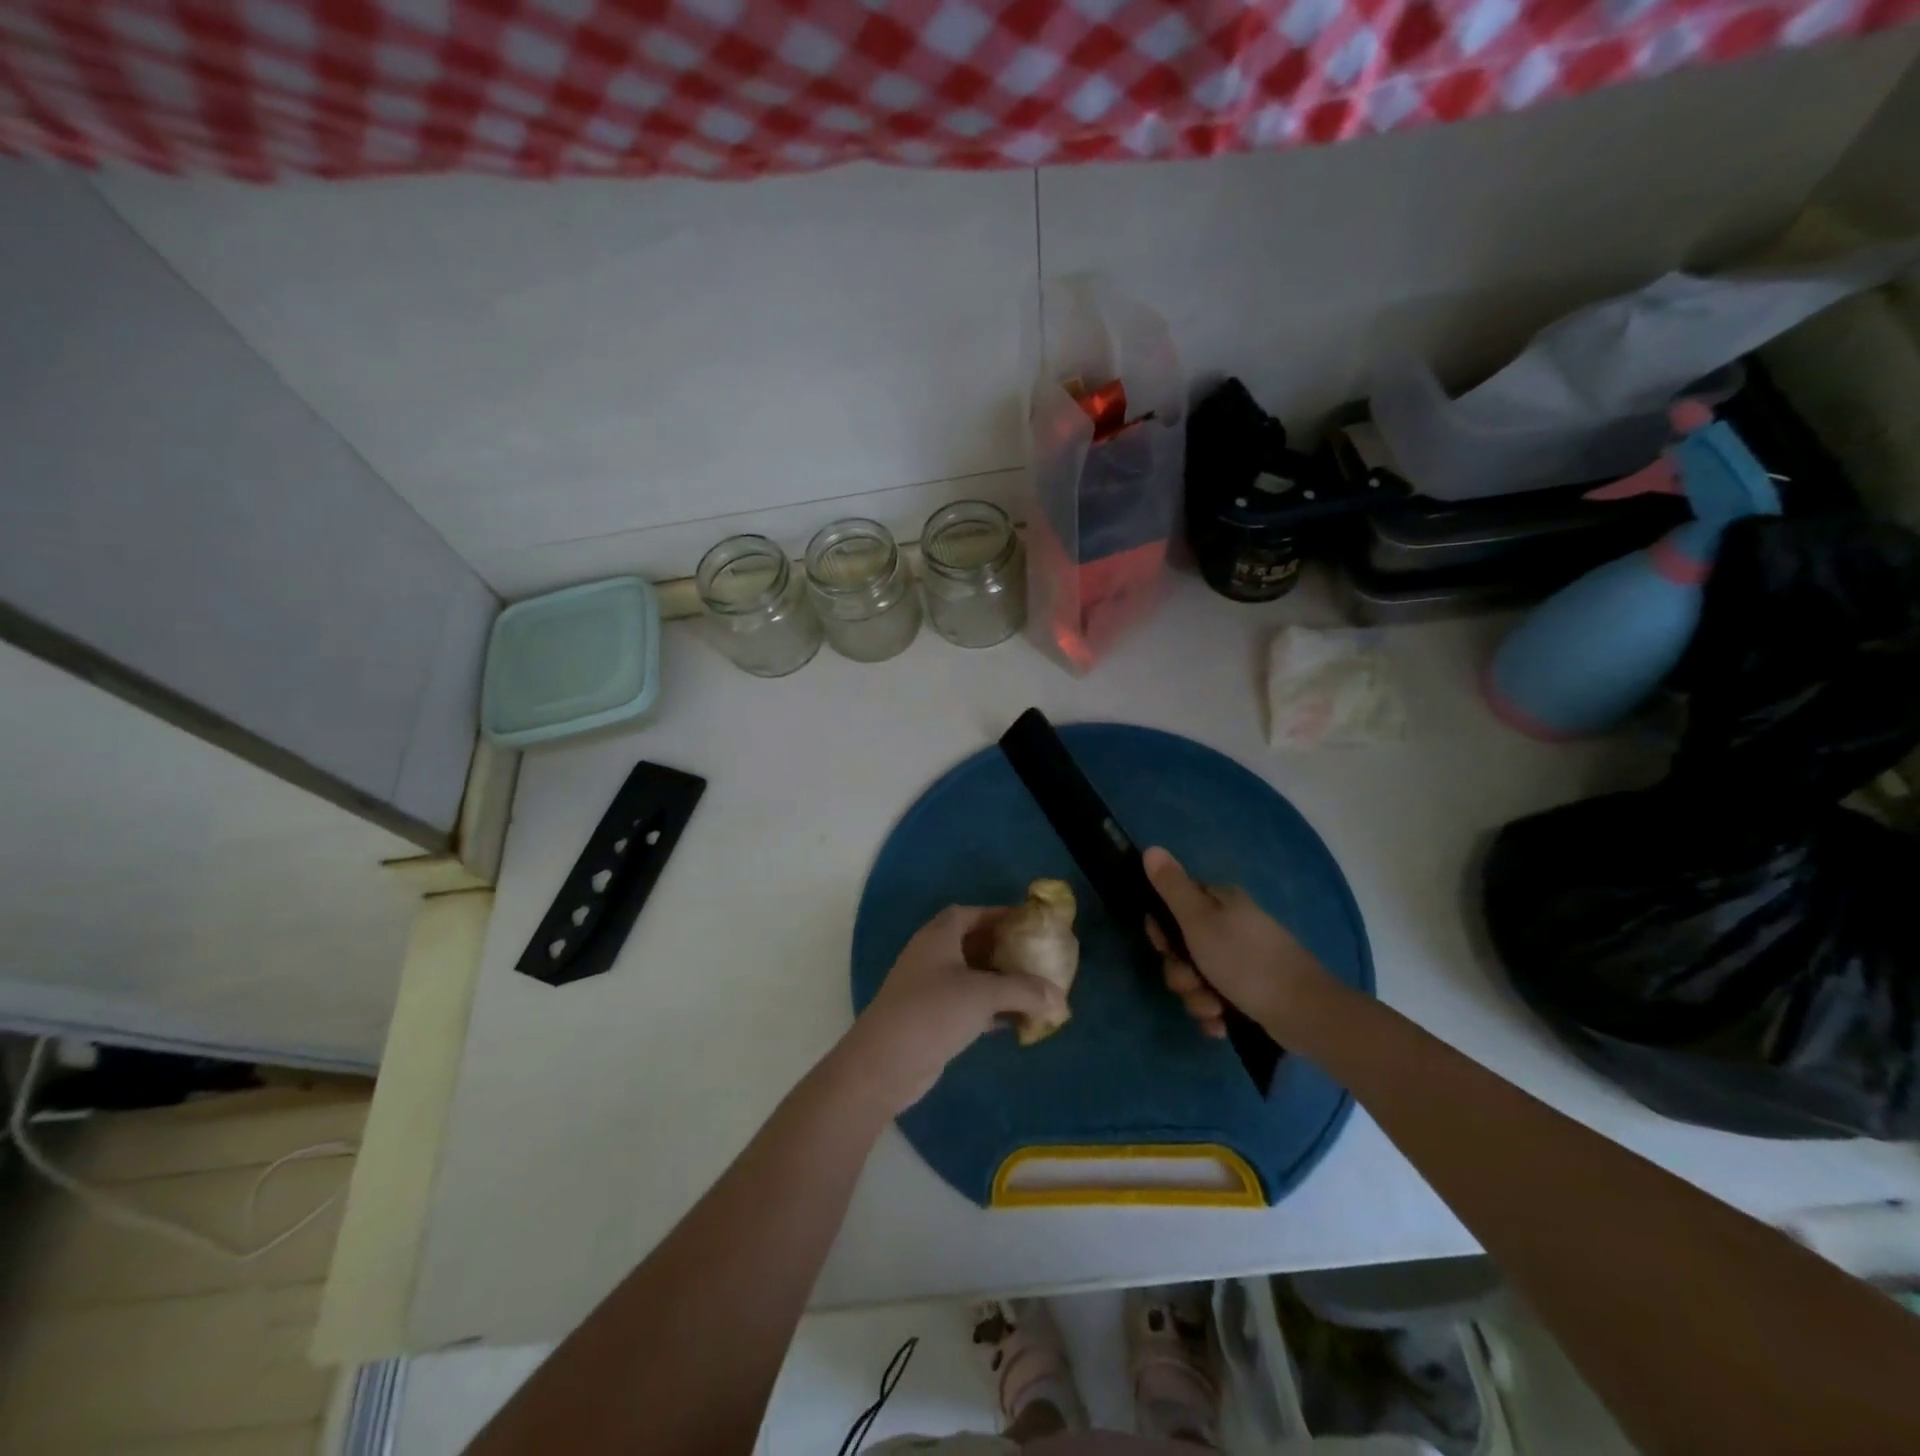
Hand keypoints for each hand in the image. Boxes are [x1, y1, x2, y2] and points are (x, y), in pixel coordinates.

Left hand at [837, 906, 1064, 1114]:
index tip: (1028, 924)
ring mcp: (928, 988)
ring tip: (1033, 990)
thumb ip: (1024, 991)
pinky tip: (1014, 1022)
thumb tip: (1061, 999)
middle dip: (1003, 950)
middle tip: (1036, 959)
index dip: (998, 915)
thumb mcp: (983, 994)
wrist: (884, 1063)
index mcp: (939, 935)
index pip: (971, 913)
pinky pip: (966, 1004)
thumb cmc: (932, 1011)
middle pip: (972, 944)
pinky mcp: (930, 1018)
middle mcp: (931, 955)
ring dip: (999, 982)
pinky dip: (990, 1008)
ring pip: (970, 976)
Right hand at [1144, 846, 1330, 1037]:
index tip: (1166, 948)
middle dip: (1181, 973)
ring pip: (1196, 978)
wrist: (1304, 1013)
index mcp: (1220, 902)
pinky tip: (1222, 1024)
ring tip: (1214, 1009)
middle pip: (1181, 947)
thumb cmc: (1246, 961)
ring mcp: (1241, 960)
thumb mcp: (1199, 921)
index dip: (1162, 931)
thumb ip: (1172, 887)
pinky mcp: (1249, 991)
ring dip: (1197, 998)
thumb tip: (1151, 848)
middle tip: (1193, 982)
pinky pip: (1215, 1000)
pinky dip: (1214, 1013)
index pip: (1173, 906)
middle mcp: (1230, 926)